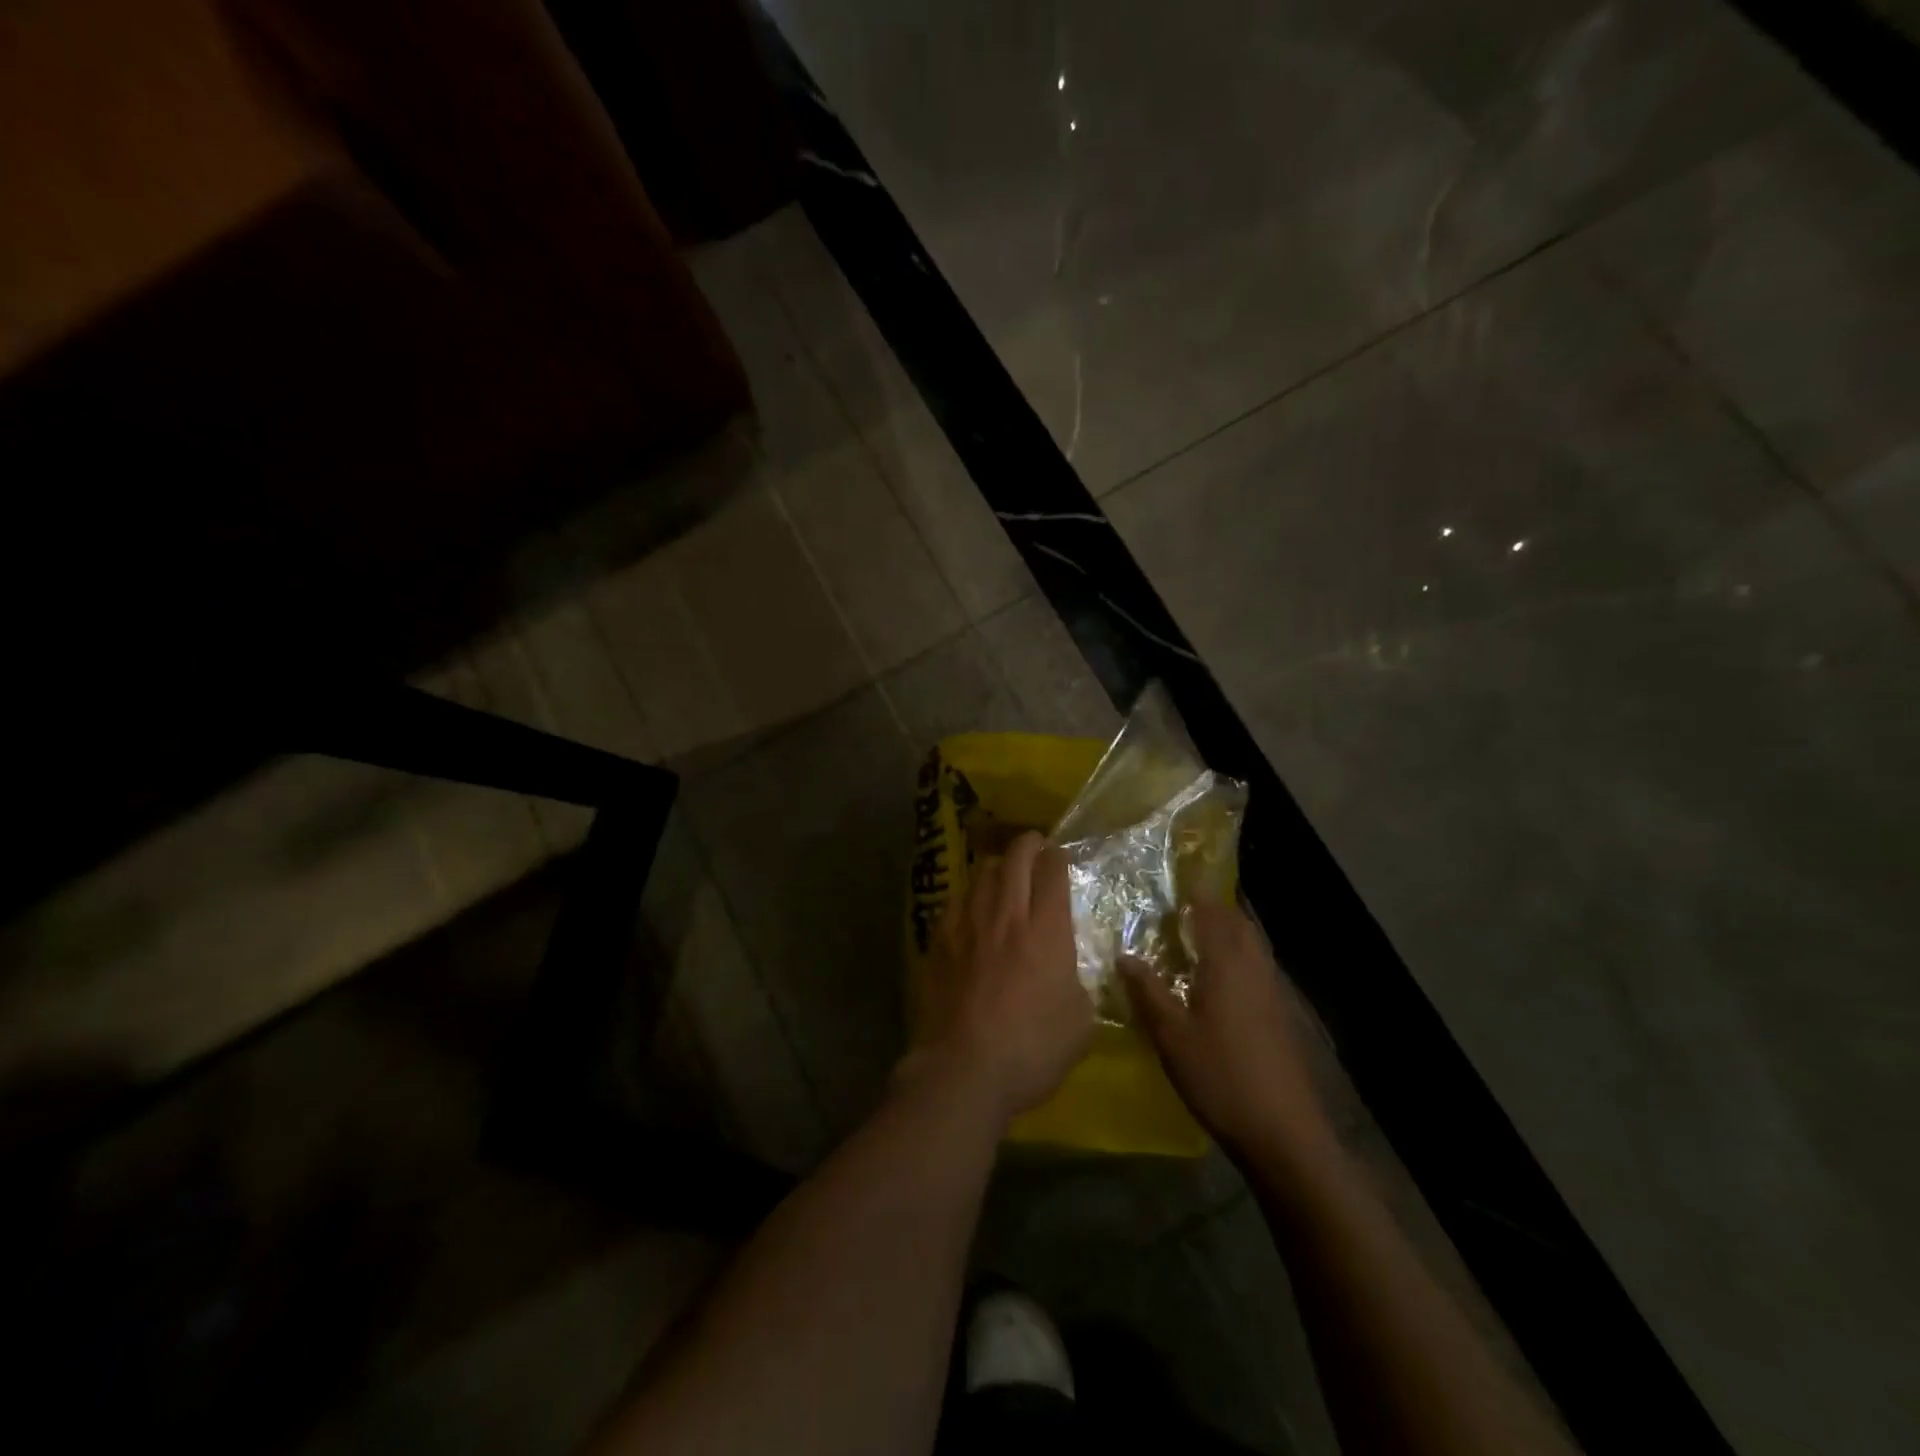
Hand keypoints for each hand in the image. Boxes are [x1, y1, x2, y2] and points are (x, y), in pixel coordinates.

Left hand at [911, 831, 1091, 1126]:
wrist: (964, 1069)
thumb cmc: (1032, 1049)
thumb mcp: (1080, 1024)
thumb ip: (1079, 987)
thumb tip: (1070, 976)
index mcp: (1046, 930)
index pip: (1052, 873)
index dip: (1058, 858)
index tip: (1060, 857)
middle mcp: (1006, 915)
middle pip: (1015, 859)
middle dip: (1028, 845)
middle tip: (1035, 846)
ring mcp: (967, 925)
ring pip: (981, 874)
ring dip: (997, 866)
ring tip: (1003, 872)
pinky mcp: (939, 942)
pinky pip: (955, 902)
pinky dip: (968, 896)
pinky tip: (970, 906)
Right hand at [1122, 900, 1333, 1161]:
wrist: (1284, 1132)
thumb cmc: (1221, 1077)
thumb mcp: (1171, 1036)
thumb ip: (1148, 992)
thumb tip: (1124, 955)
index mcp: (1227, 966)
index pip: (1213, 915)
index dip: (1198, 893)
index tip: (1180, 877)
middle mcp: (1254, 970)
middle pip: (1239, 925)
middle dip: (1216, 908)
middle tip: (1187, 905)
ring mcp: (1273, 993)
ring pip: (1253, 946)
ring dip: (1230, 932)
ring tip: (1202, 935)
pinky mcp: (1281, 1016)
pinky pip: (1259, 968)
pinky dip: (1240, 957)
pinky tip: (1223, 979)